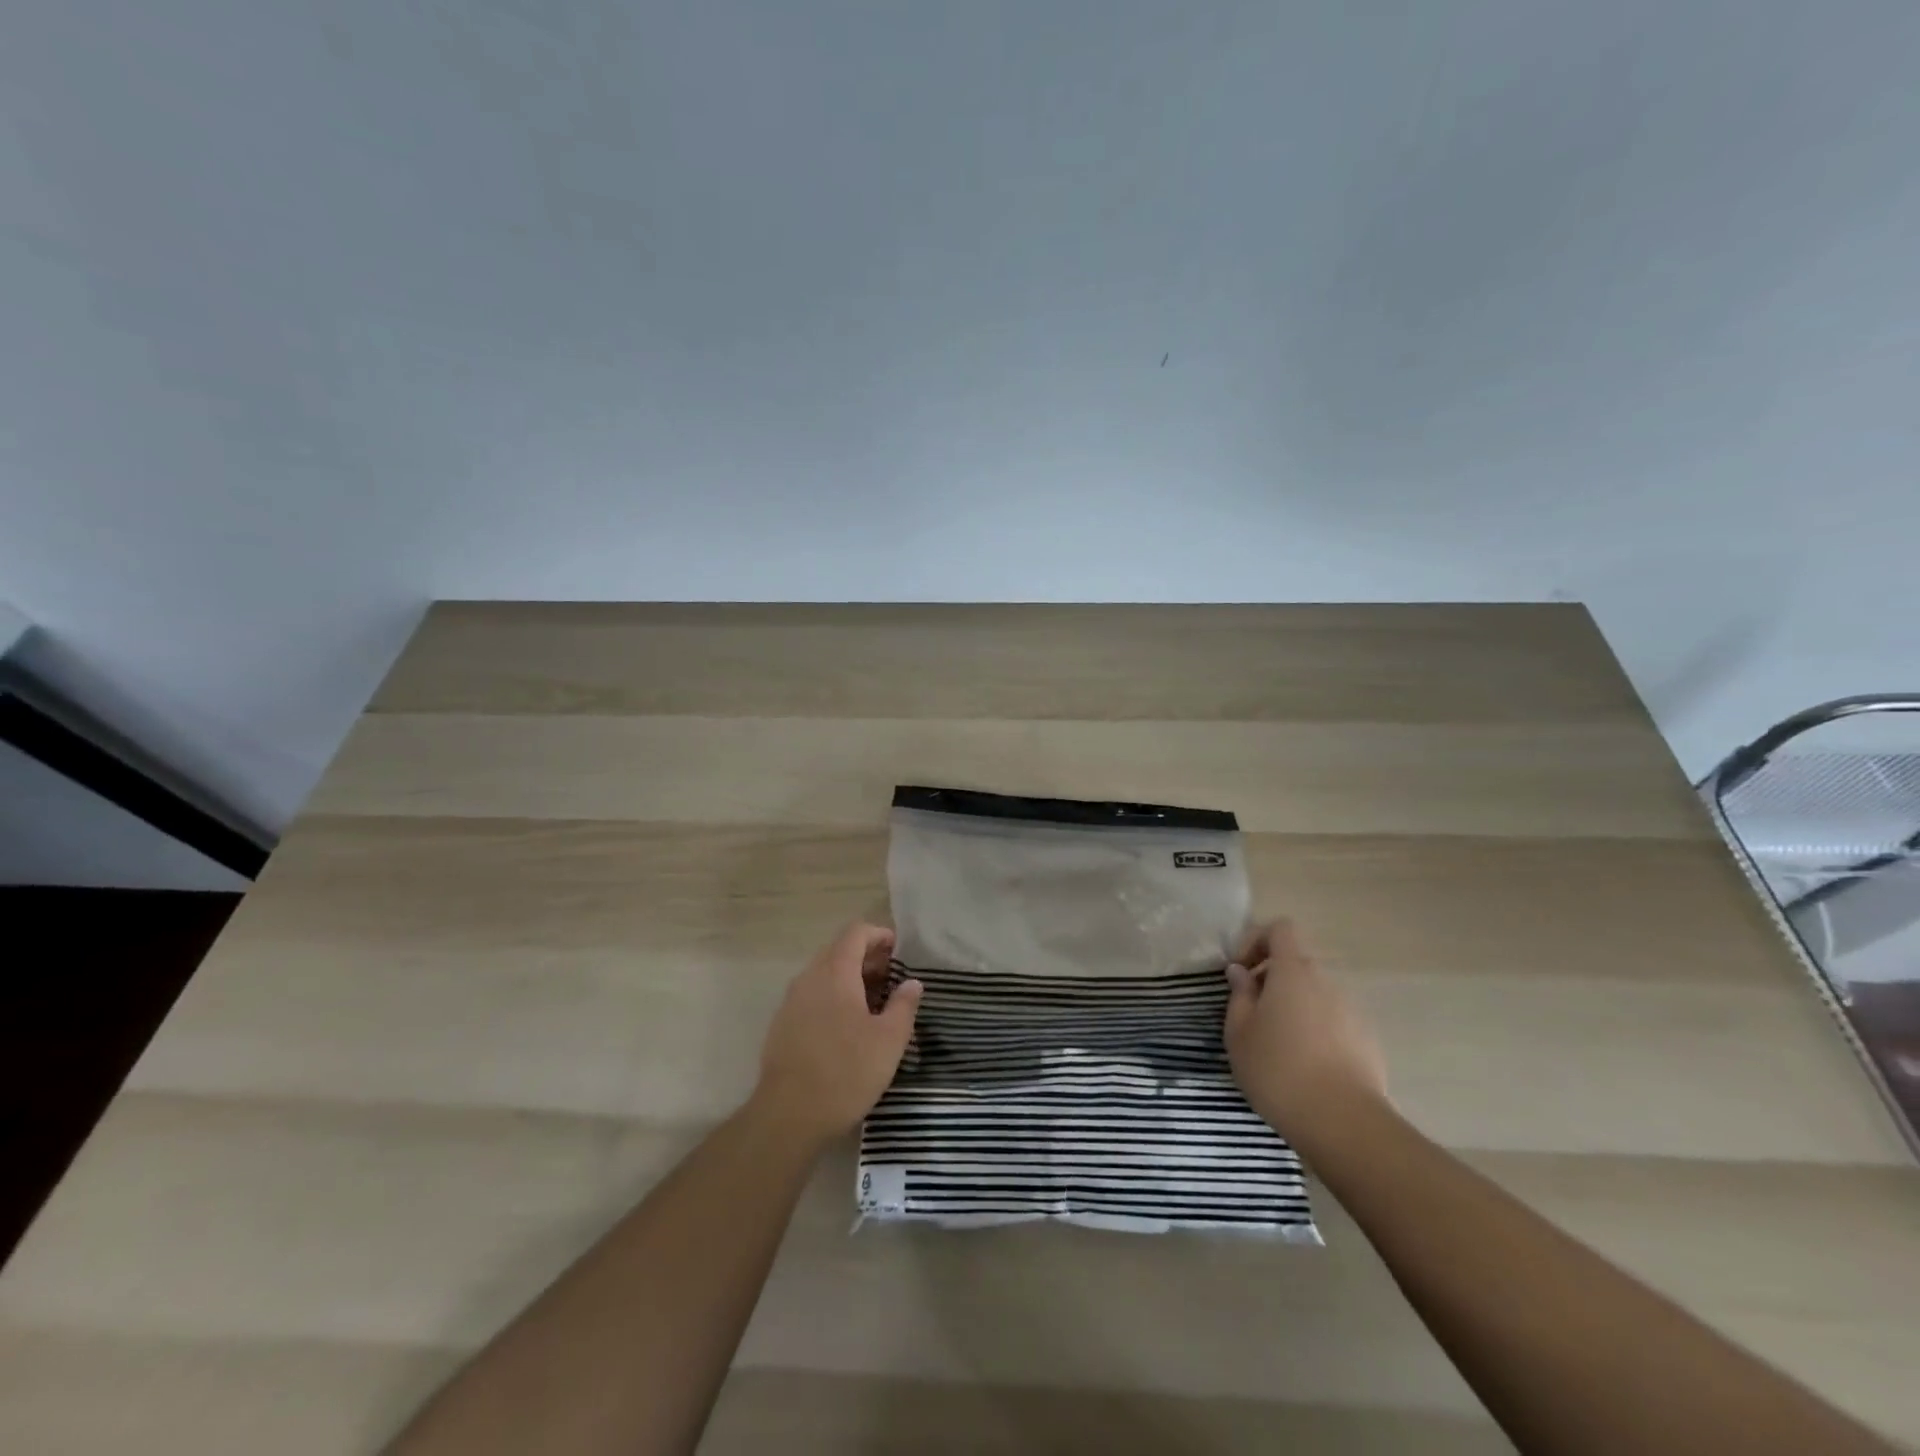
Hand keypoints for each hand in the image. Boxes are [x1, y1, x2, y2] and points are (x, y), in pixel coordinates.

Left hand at [750, 923, 922, 1146]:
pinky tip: (848, 1026)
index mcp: (835, 973)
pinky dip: (833, 997)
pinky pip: (812, 996)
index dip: (879, 935)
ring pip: (824, 974)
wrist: (788, 1116)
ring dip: (850, 978)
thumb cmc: (846, 1072)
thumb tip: (912, 982)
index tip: (899, 950)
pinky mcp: (782, 1025)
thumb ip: (904, 1005)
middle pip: (838, 950)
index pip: (856, 933)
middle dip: (867, 958)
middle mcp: (809, 978)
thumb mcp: (889, 1040)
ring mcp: (791, 1001)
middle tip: (892, 978)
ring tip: (874, 1003)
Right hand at [1224, 918, 1388, 1149]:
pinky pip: (1334, 1020)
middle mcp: (1326, 981)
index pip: (1281, 929)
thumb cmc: (1278, 1069)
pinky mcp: (1368, 1039)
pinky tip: (1306, 1066)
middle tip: (1253, 1014)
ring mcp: (1352, 1010)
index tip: (1241, 972)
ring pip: (1316, 994)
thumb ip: (1239, 995)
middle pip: (1297, 963)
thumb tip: (1241, 972)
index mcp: (1293, 972)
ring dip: (1295, 1006)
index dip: (1257, 940)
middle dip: (1272, 979)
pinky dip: (1317, 1030)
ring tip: (1279, 1045)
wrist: (1343, 1122)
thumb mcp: (1239, 1033)